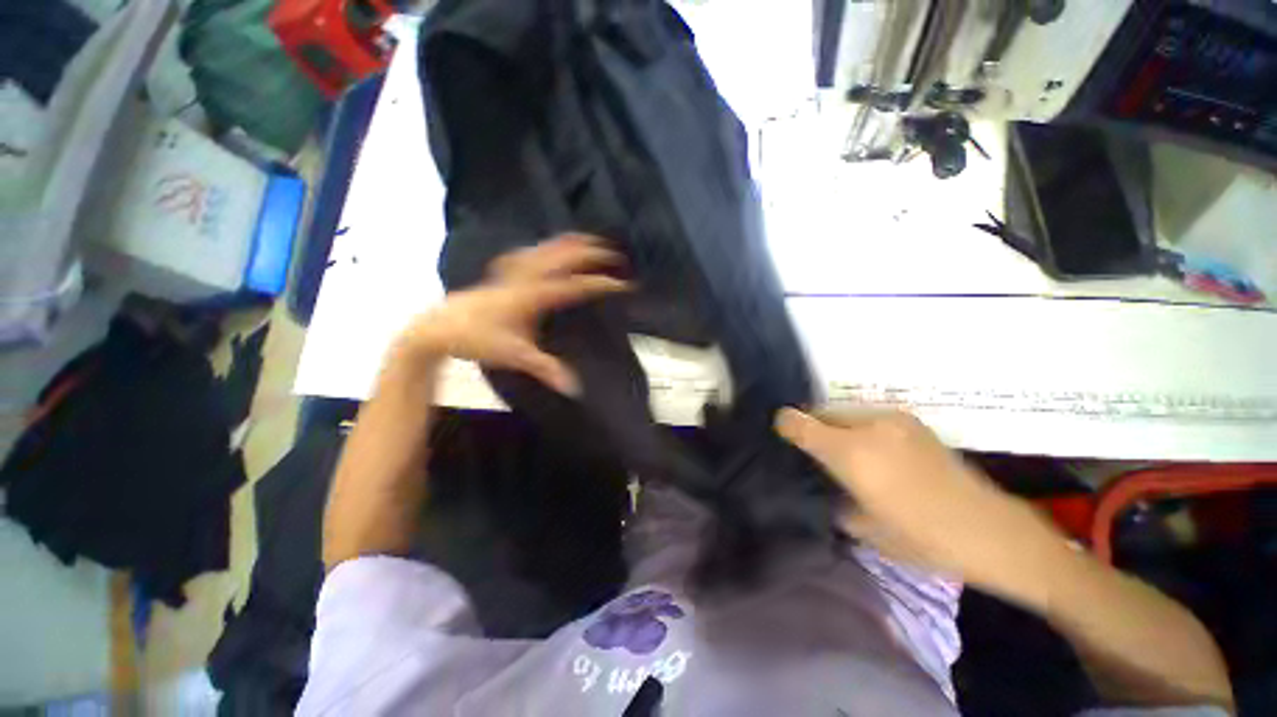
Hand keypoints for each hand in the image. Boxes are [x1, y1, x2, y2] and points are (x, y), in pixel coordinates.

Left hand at [398, 235, 628, 394]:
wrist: (441, 326)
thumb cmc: (479, 340)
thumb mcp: (515, 356)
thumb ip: (546, 369)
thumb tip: (574, 388)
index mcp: (533, 296)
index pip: (576, 286)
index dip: (601, 283)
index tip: (624, 283)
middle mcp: (526, 277)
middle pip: (564, 257)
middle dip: (592, 253)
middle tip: (615, 254)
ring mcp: (513, 270)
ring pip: (548, 247)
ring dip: (572, 242)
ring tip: (592, 239)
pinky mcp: (503, 271)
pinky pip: (531, 250)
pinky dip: (547, 245)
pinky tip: (550, 246)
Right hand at [775, 408, 1063, 587]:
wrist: (991, 531)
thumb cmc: (923, 538)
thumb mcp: (866, 530)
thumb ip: (835, 501)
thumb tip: (827, 490)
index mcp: (852, 453)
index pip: (800, 423)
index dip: (784, 424)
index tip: (780, 433)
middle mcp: (869, 427)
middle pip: (822, 413)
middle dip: (813, 429)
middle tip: (815, 453)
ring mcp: (894, 420)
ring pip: (847, 415)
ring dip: (838, 430)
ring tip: (847, 455)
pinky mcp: (913, 423)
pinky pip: (871, 419)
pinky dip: (862, 431)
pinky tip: (876, 455)